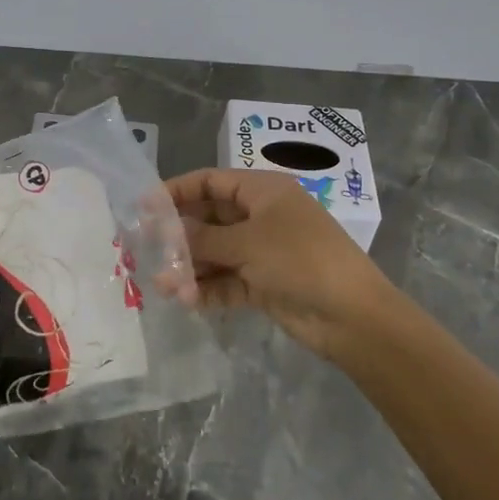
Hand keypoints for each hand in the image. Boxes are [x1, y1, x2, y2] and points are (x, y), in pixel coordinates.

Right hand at [167, 168, 393, 362]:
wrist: (353, 317)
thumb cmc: (300, 260)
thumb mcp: (246, 243)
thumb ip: (202, 237)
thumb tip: (166, 232)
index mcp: (262, 192)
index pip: (210, 182)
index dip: (176, 191)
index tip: (145, 207)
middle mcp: (261, 216)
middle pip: (209, 218)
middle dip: (179, 235)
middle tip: (146, 249)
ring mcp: (263, 251)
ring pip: (215, 252)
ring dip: (190, 267)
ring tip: (163, 285)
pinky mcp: (264, 283)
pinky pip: (226, 280)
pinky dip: (207, 288)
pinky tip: (186, 300)